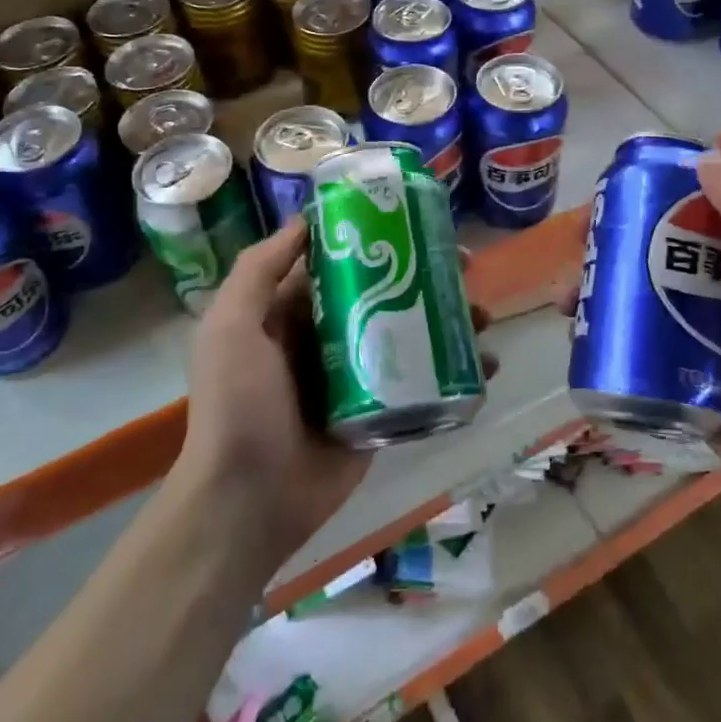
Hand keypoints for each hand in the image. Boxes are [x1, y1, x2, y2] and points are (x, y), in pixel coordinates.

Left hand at [178, 219, 496, 569]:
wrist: (249, 502)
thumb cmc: (239, 406)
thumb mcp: (232, 327)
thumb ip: (259, 270)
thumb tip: (306, 219)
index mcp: (292, 314)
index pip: (342, 263)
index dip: (378, 239)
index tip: (418, 223)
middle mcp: (328, 339)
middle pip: (385, 295)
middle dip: (425, 278)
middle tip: (466, 267)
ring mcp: (359, 379)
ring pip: (410, 337)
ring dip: (448, 323)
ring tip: (483, 317)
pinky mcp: (382, 415)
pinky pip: (423, 384)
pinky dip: (455, 373)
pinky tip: (488, 365)